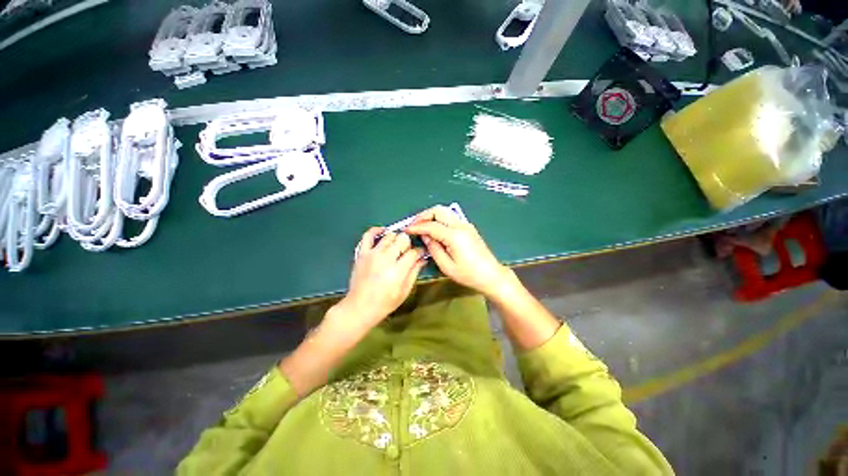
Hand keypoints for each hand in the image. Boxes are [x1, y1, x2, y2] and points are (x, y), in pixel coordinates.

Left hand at [336, 227, 425, 330]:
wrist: (360, 307)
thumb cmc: (385, 302)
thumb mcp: (405, 291)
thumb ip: (414, 272)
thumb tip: (422, 258)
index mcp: (397, 271)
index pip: (413, 252)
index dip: (420, 252)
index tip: (420, 254)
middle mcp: (385, 259)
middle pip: (402, 239)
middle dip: (408, 245)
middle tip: (406, 253)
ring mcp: (372, 254)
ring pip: (389, 235)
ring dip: (395, 239)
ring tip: (396, 248)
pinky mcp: (362, 253)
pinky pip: (368, 235)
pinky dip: (376, 230)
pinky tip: (383, 232)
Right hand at [406, 206, 510, 297]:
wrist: (491, 275)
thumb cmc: (469, 274)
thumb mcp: (447, 266)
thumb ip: (433, 248)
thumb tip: (425, 236)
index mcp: (455, 236)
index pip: (431, 225)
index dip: (417, 227)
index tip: (407, 230)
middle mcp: (461, 226)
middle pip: (439, 210)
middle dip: (423, 215)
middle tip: (413, 225)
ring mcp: (466, 225)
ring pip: (444, 211)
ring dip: (431, 216)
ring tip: (421, 227)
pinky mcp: (468, 228)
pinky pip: (450, 218)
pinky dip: (439, 220)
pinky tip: (434, 230)